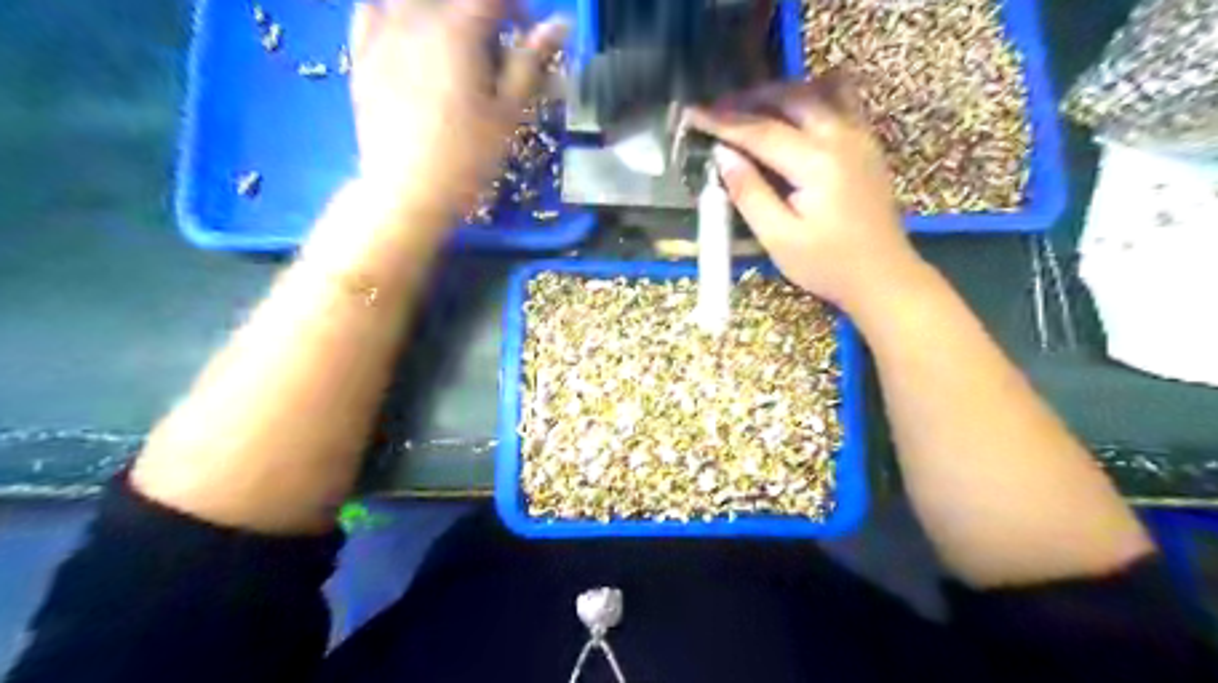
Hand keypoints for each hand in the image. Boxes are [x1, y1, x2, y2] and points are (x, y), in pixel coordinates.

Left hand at [348, 0, 566, 232]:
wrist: (407, 191)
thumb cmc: (468, 157)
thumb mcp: (508, 114)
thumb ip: (529, 63)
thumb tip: (559, 25)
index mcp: (457, 29)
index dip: (518, 8)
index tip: (528, 35)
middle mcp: (415, 18)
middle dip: (480, 11)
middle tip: (493, 45)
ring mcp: (381, 34)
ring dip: (439, 12)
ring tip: (453, 42)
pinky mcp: (360, 56)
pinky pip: (370, 10)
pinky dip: (393, 13)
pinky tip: (407, 37)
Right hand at [689, 74, 930, 313]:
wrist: (882, 276)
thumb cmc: (827, 265)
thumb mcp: (778, 238)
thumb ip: (749, 193)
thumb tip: (723, 155)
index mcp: (817, 163)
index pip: (760, 131)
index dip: (722, 121)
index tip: (692, 113)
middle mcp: (841, 136)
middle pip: (791, 97)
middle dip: (749, 99)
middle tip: (717, 110)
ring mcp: (860, 136)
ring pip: (818, 90)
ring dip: (781, 93)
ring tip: (753, 109)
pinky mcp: (867, 143)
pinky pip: (841, 99)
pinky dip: (811, 97)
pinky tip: (793, 116)